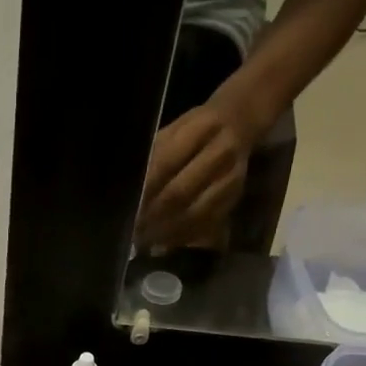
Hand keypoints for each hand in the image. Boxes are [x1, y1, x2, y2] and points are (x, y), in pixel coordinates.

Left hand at [135, 98, 259, 249]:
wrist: (239, 123)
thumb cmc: (194, 131)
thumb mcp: (172, 132)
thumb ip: (153, 158)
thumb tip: (130, 193)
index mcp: (201, 128)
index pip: (164, 164)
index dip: (144, 190)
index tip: (126, 208)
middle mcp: (220, 152)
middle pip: (179, 193)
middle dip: (152, 216)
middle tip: (132, 231)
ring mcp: (231, 177)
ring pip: (193, 214)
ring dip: (166, 231)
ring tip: (145, 241)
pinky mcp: (235, 197)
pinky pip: (206, 224)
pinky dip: (182, 236)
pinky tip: (164, 242)